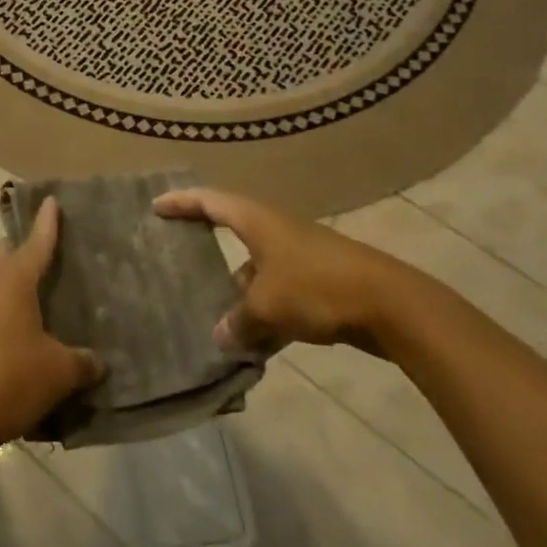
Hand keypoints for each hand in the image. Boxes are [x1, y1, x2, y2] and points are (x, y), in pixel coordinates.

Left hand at [0, 197, 103, 454]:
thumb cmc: (10, 378)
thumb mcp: (58, 371)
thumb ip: (82, 362)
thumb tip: (98, 362)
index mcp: (15, 278)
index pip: (37, 240)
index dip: (47, 221)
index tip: (51, 199)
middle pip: (6, 253)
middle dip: (24, 248)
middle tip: (51, 254)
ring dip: (14, 283)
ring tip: (41, 296)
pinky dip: (4, 310)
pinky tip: (21, 333)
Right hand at [153, 187, 410, 355]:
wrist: (390, 304)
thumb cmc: (317, 288)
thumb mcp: (268, 306)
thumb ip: (239, 322)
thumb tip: (220, 337)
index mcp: (257, 221)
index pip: (210, 202)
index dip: (182, 202)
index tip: (156, 206)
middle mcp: (276, 231)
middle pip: (233, 232)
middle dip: (207, 249)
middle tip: (179, 261)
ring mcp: (300, 256)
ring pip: (257, 270)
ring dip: (238, 292)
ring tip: (216, 319)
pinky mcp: (320, 283)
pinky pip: (280, 294)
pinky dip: (265, 312)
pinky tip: (257, 344)